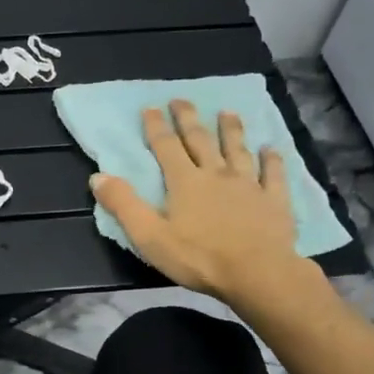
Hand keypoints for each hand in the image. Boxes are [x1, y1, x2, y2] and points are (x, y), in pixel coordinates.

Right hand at [91, 100, 327, 317]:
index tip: (150, 107)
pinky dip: (272, 160)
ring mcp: (249, 185)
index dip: (156, 127)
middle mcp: (216, 174)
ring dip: (231, 130)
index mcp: (185, 182)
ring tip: (227, 113)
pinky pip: (274, 174)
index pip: (166, 147)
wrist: (258, 275)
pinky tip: (271, 149)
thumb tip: (98, 177)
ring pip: (238, 150)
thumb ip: (124, 205)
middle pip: (200, 140)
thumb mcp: (149, 236)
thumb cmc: (199, 257)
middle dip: (188, 119)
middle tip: (181, 99)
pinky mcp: (274, 200)